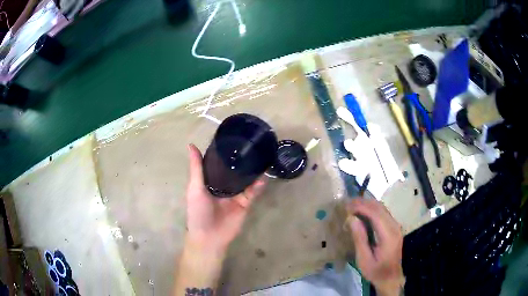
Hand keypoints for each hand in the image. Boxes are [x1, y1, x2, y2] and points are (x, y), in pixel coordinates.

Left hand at [185, 144, 265, 252]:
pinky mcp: (244, 203)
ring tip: (260, 156)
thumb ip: (196, 168)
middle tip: (250, 144)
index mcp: (210, 181)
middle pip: (233, 170)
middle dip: (241, 160)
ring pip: (245, 180)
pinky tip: (262, 177)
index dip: (223, 152)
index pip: (218, 163)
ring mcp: (235, 195)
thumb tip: (190, 144)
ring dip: (252, 171)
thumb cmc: (198, 212)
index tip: (232, 137)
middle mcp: (223, 186)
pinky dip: (258, 186)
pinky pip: (252, 193)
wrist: (209, 237)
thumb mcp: (195, 188)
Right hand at [347, 199, 404, 295]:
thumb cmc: (376, 271)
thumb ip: (360, 238)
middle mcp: (395, 227)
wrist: (390, 278)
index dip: (361, 207)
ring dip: (368, 205)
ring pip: (382, 208)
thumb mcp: (364, 259)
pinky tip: (363, 213)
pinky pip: (383, 213)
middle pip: (380, 208)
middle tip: (347, 204)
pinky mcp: (394, 228)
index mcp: (388, 235)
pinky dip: (372, 210)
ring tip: (352, 206)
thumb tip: (352, 219)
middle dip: (363, 203)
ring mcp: (396, 227)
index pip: (376, 214)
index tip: (347, 205)